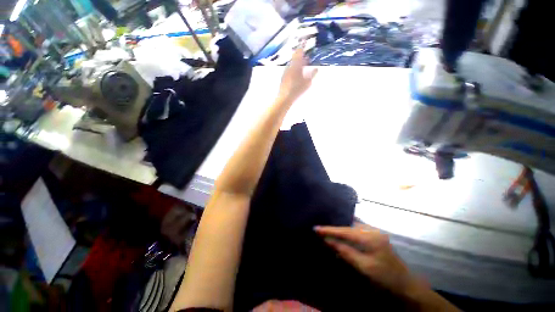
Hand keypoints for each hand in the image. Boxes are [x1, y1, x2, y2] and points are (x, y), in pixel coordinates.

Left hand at [278, 46, 317, 102]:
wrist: (284, 97)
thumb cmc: (297, 89)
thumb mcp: (307, 82)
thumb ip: (312, 74)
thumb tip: (316, 68)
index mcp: (296, 65)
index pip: (299, 52)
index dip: (302, 46)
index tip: (304, 40)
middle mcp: (289, 66)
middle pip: (295, 58)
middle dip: (300, 56)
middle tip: (305, 56)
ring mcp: (285, 72)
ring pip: (292, 64)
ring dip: (297, 63)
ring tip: (302, 66)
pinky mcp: (283, 78)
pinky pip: (289, 70)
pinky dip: (294, 69)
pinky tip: (296, 74)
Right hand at [314, 224, 420, 296]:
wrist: (405, 283)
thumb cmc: (385, 277)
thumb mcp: (364, 267)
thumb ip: (345, 252)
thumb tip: (327, 241)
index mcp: (370, 237)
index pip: (345, 231)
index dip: (329, 230)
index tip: (315, 228)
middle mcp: (371, 229)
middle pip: (347, 226)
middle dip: (333, 227)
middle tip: (319, 228)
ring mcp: (373, 230)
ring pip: (351, 226)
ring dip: (339, 228)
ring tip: (327, 229)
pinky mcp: (374, 234)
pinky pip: (356, 229)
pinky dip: (346, 231)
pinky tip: (340, 233)